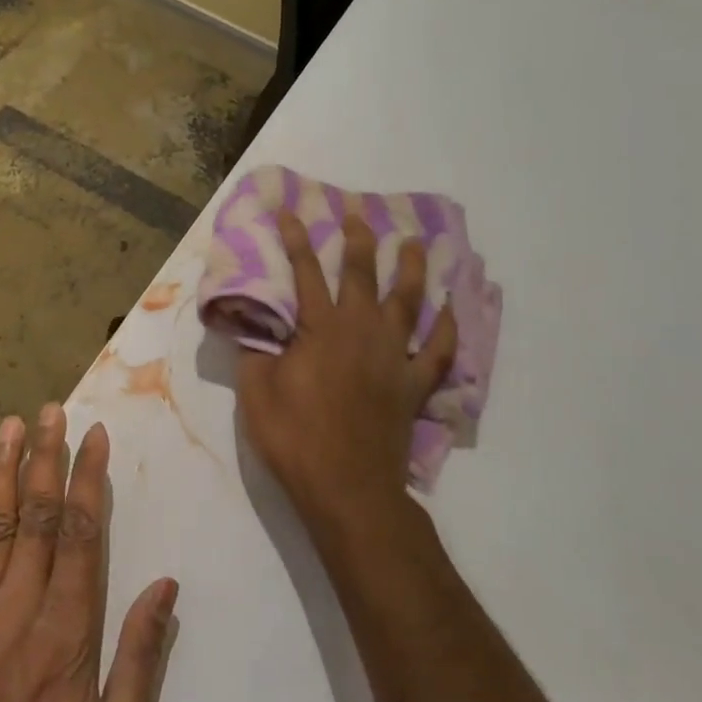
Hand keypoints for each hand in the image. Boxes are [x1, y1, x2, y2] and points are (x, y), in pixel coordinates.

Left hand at [0, 405, 178, 701]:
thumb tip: (165, 587)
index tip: (95, 436)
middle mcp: (15, 613)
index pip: (80, 535)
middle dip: (45, 457)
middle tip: (52, 409)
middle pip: (33, 515)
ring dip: (1, 470)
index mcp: (65, 638)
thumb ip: (140, 664)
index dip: (88, 479)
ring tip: (11, 425)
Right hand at [236, 211, 457, 535]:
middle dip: (359, 241)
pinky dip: (446, 329)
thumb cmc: (295, 438)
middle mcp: (361, 332)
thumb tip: (252, 322)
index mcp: (320, 329)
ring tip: (415, 244)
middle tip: (359, 215)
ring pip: (407, 302)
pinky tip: (449, 310)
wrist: (347, 488)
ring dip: (411, 269)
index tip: (290, 212)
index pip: (305, 272)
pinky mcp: (414, 386)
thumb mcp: (256, 393)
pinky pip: (438, 351)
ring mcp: (394, 358)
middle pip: (362, 275)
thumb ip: (255, 351)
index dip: (296, 239)